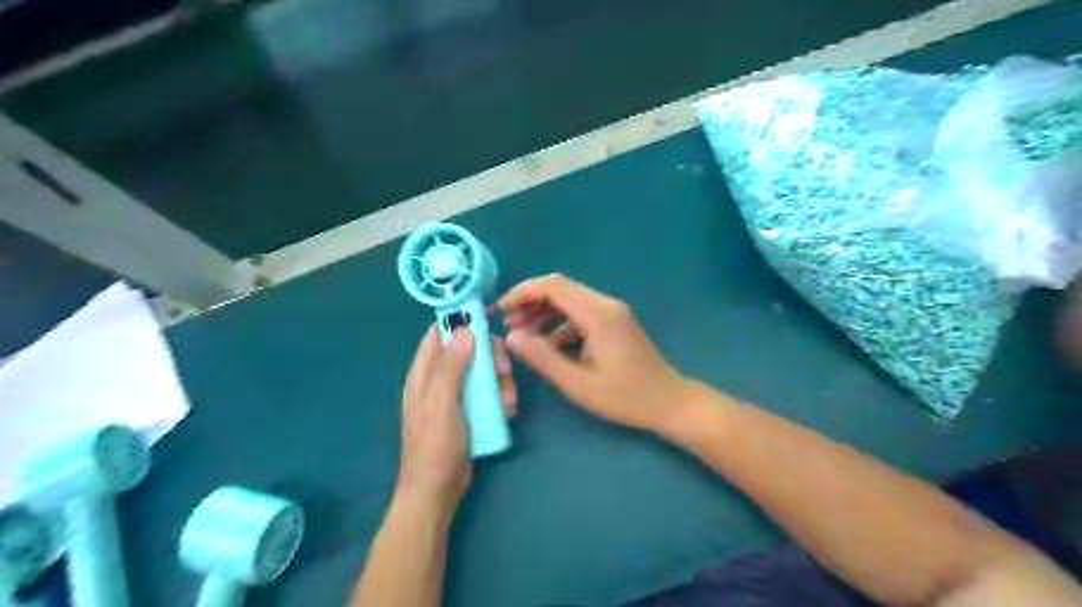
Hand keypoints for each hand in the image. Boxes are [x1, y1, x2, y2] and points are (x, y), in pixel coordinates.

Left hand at [397, 324, 518, 509]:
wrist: (436, 491)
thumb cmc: (435, 446)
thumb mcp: (442, 403)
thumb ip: (451, 366)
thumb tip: (464, 328)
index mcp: (424, 373)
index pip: (439, 333)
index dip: (460, 320)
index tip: (487, 314)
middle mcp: (439, 379)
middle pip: (468, 351)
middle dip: (490, 356)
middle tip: (504, 368)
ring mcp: (456, 396)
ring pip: (483, 372)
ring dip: (499, 380)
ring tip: (508, 399)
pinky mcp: (470, 411)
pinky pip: (488, 394)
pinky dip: (500, 398)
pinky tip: (507, 411)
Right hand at [500, 274, 693, 435]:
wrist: (669, 402)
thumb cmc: (626, 397)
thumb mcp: (578, 384)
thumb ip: (543, 358)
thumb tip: (512, 336)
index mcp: (598, 314)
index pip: (553, 286)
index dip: (523, 293)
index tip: (501, 310)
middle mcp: (606, 304)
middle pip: (561, 289)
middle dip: (530, 302)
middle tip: (507, 323)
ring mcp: (612, 312)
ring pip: (570, 301)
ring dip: (544, 312)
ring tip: (522, 333)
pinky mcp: (615, 323)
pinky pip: (581, 314)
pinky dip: (560, 324)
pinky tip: (548, 345)